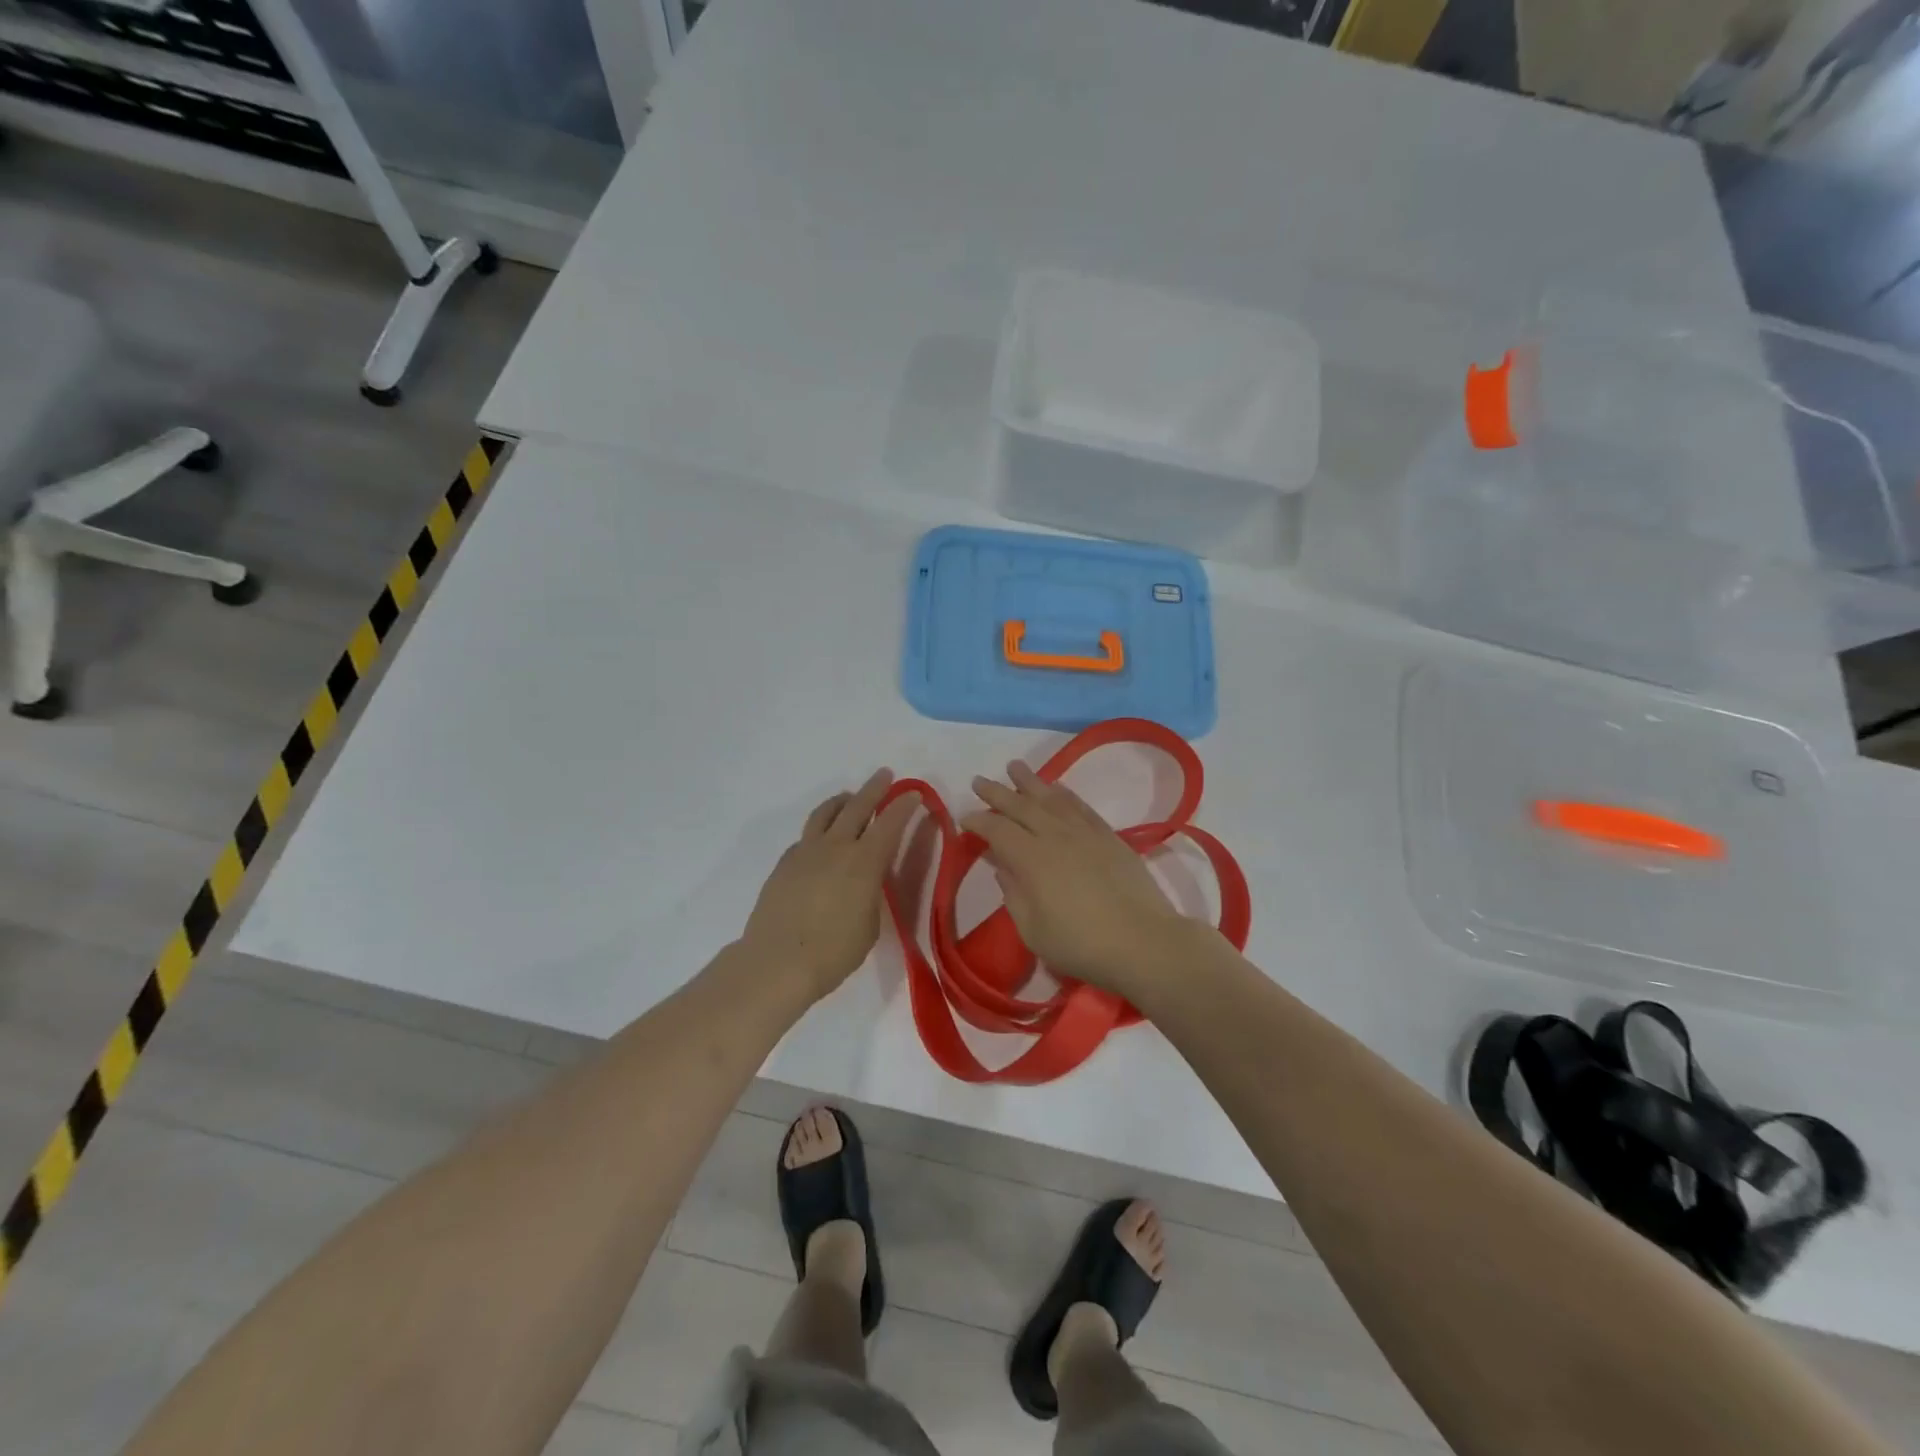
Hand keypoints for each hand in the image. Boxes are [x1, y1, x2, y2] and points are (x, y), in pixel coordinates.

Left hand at [740, 770, 916, 1003]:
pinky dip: (820, 829)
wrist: (777, 962)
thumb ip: (871, 893)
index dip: (904, 806)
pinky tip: (821, 841)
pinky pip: (806, 836)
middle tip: (884, 775)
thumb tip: (865, 880)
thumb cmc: (834, 952)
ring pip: (825, 813)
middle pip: (857, 806)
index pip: (890, 823)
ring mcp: (806, 851)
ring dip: (842, 800)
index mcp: (864, 861)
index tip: (913, 794)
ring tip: (849, 797)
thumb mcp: (870, 924)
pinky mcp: (784, 863)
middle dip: (875, 788)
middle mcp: (836, 846)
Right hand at [963, 763, 1191, 997]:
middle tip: (979, 780)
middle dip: (997, 792)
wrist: (1143, 942)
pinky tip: (1057, 788)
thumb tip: (1004, 869)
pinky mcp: (1109, 837)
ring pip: (1052, 798)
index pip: (997, 830)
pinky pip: (1080, 806)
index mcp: (1031, 859)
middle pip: (1021, 806)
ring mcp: (1085, 833)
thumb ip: (1014, 896)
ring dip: (1030, 781)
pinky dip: (1064, 793)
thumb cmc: (1081, 945)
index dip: (978, 821)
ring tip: (1015, 766)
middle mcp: (1055, 836)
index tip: (965, 817)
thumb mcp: (1033, 931)